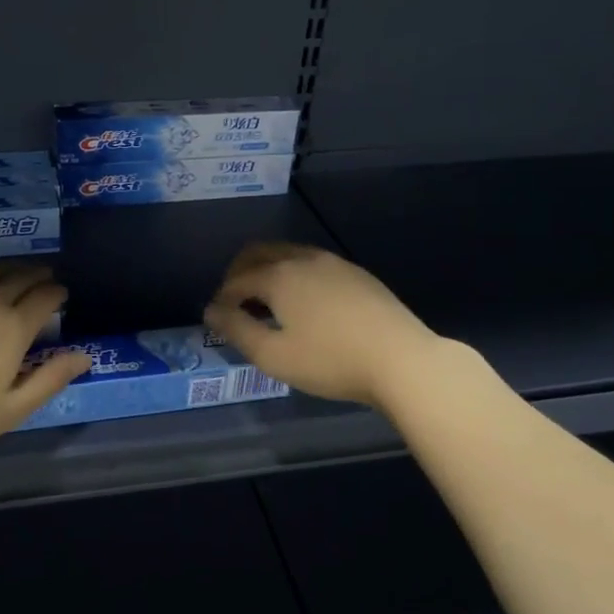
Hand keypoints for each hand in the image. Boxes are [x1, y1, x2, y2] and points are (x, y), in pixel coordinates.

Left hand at [0, 264, 92, 451]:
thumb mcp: (12, 409)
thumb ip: (51, 379)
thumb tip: (85, 356)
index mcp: (13, 326)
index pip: (45, 297)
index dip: (57, 293)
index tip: (61, 295)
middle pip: (20, 276)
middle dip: (37, 274)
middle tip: (44, 277)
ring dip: (7, 268)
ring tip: (14, 272)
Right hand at [203, 243, 446, 408]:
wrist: (402, 359)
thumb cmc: (331, 361)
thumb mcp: (274, 355)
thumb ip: (237, 330)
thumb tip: (211, 310)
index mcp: (279, 275)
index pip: (237, 280)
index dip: (222, 298)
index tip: (217, 319)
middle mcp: (303, 258)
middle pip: (259, 253)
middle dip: (239, 273)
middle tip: (234, 301)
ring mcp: (334, 263)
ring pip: (288, 254)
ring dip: (268, 271)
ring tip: (267, 303)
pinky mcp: (357, 274)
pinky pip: (313, 264)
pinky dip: (294, 275)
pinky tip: (304, 303)